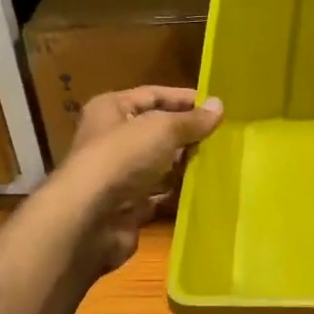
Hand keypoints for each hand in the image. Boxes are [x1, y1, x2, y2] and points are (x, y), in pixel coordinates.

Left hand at [57, 86, 223, 270]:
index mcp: (112, 110)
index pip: (152, 95)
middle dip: (187, 135)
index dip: (183, 99)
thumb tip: (219, 106)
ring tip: (219, 164)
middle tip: (223, 138)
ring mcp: (119, 175)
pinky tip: (203, 192)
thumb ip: (192, 120)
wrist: (91, 217)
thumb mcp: (162, 129)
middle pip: (156, 132)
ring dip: (185, 166)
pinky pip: (158, 196)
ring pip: (159, 166)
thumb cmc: (123, 158)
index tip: (216, 106)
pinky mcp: (127, 206)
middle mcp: (112, 140)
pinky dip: (177, 195)